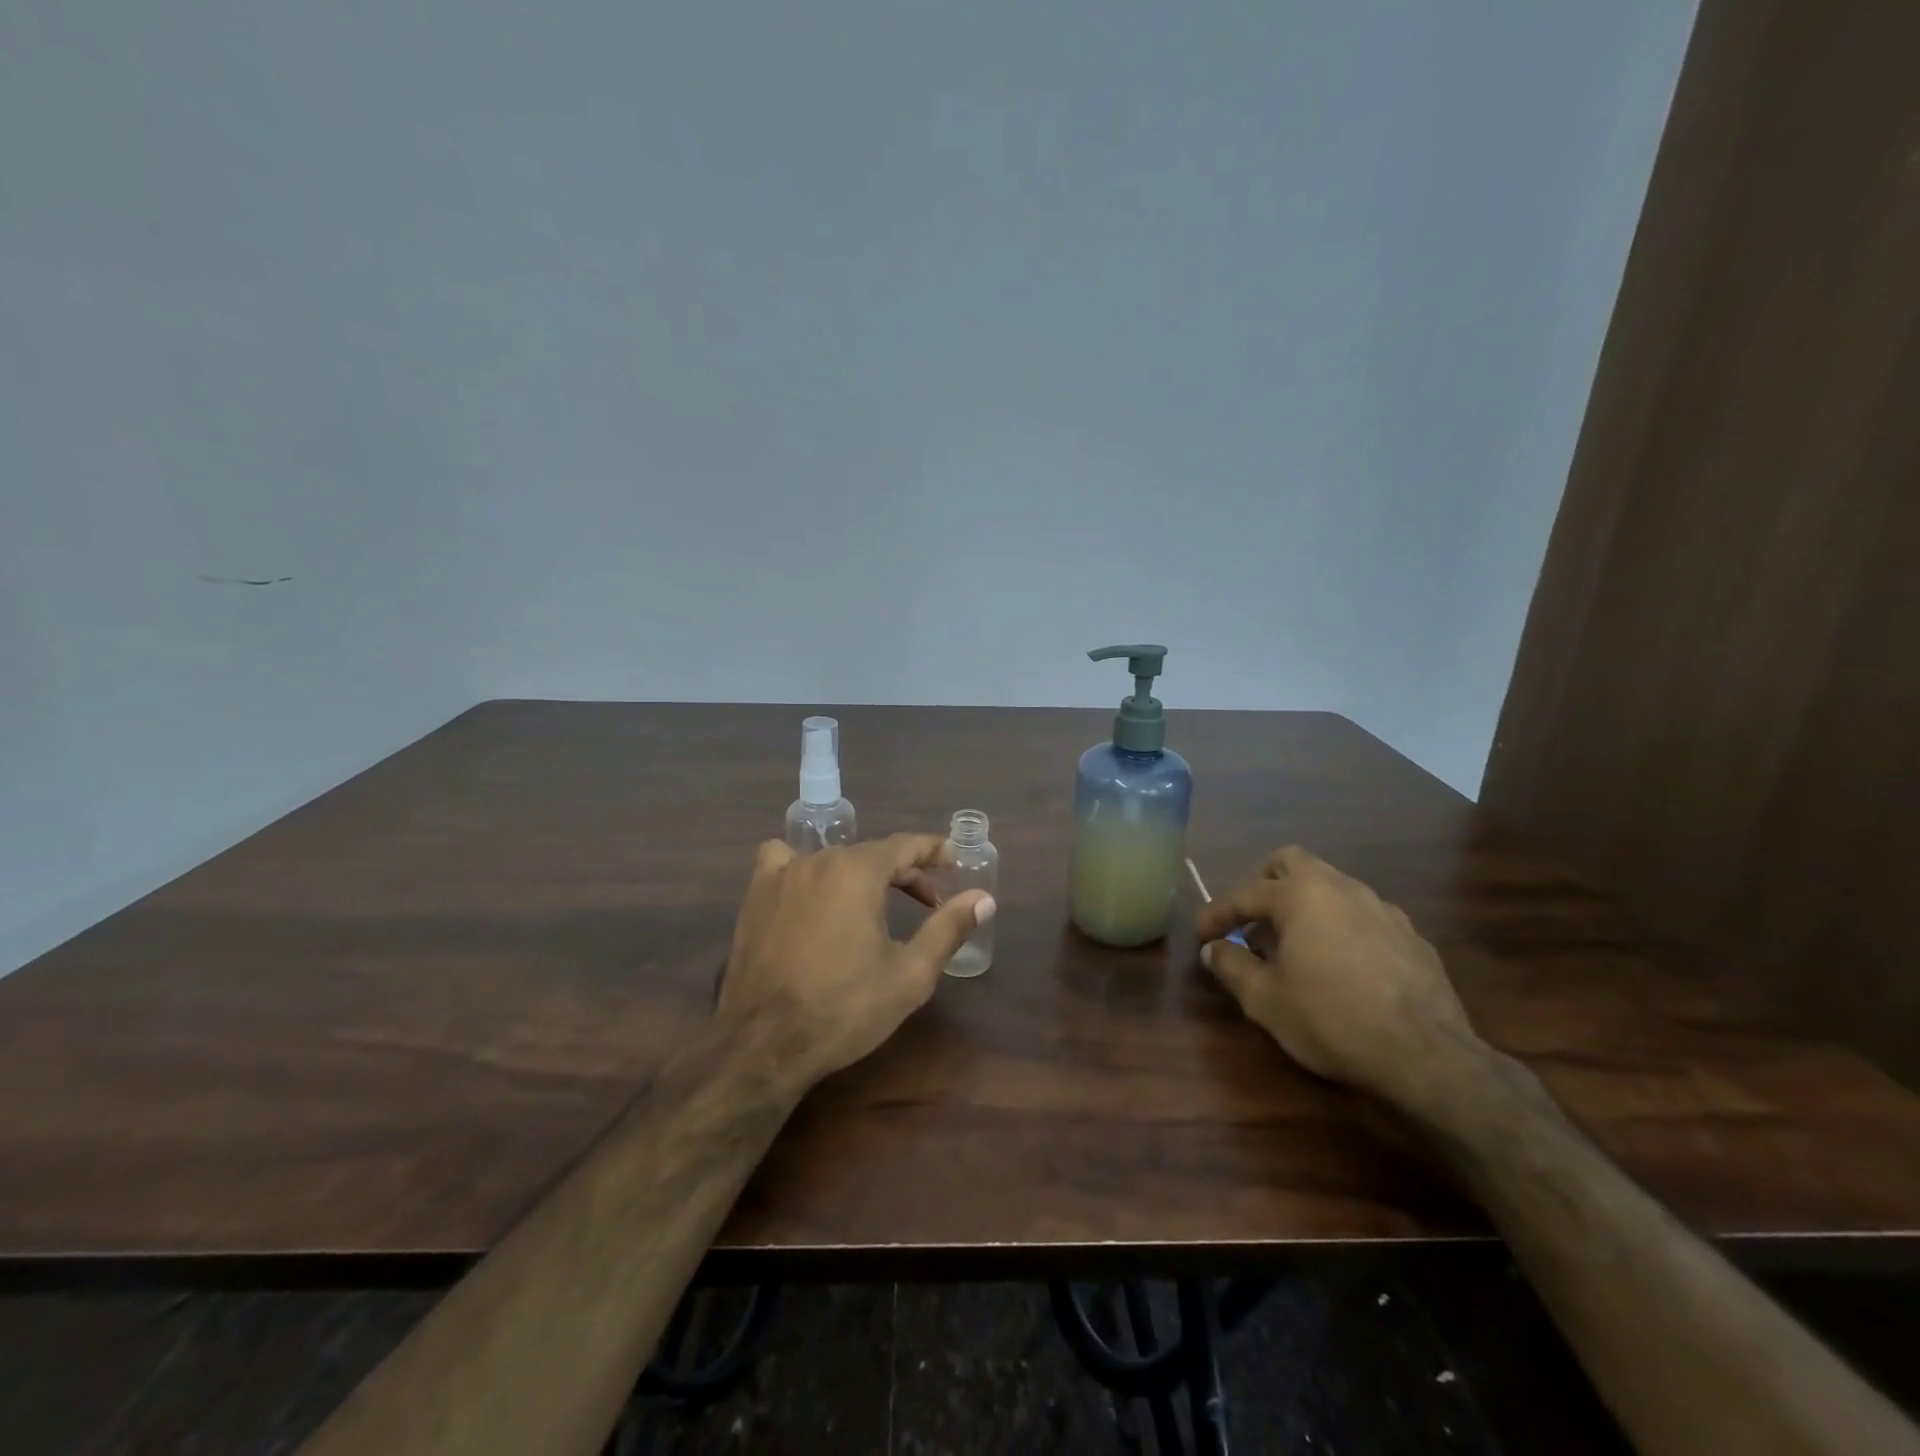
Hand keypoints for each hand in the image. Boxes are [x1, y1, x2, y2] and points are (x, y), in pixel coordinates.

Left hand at [719, 834, 994, 1087]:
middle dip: (905, 873)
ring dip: (860, 874)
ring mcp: (782, 876)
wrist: (765, 1043)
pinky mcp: (755, 897)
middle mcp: (819, 860)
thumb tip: (985, 898)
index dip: (933, 850)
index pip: (905, 845)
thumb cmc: (845, 1008)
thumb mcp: (910, 974)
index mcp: (858, 872)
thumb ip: (949, 928)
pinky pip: (781, 862)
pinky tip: (808, 892)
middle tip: (929, 902)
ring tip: (874, 904)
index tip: (954, 860)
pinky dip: (801, 867)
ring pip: (832, 859)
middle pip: (871, 853)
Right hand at [1195, 846, 1478, 1109]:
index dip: (1216, 914)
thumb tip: (1213, 950)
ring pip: (1331, 886)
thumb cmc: (1331, 1019)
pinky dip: (1339, 928)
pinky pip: (1362, 916)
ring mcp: (1382, 909)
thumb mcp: (1265, 999)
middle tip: (1249, 920)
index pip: (1244, 894)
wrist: (1426, 1056)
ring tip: (1293, 945)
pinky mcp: (1412, 936)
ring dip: (1303, 906)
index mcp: (1301, 895)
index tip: (1201, 936)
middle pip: (1290, 863)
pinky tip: (1339, 965)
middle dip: (1262, 884)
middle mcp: (1341, 888)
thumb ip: (1232, 966)